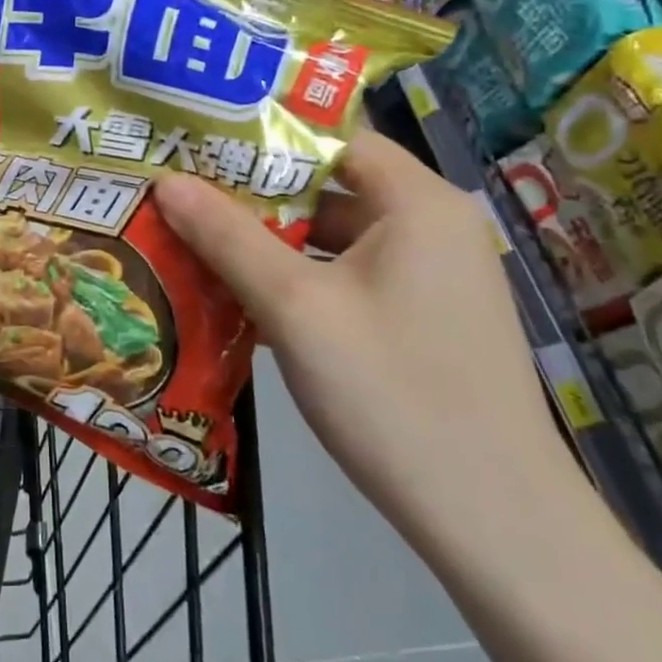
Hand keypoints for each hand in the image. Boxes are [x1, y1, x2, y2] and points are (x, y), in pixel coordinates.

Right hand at [155, 129, 588, 555]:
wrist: (496, 526)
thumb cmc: (393, 394)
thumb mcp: (295, 307)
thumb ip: (227, 237)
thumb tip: (165, 180)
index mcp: (417, 202)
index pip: (331, 136)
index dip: (263, 135)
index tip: (198, 143)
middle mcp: (431, 225)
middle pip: (329, 185)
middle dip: (255, 191)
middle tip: (182, 191)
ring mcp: (431, 275)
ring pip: (334, 234)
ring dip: (271, 239)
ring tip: (196, 237)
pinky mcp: (423, 318)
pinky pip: (348, 275)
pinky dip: (298, 277)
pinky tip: (242, 294)